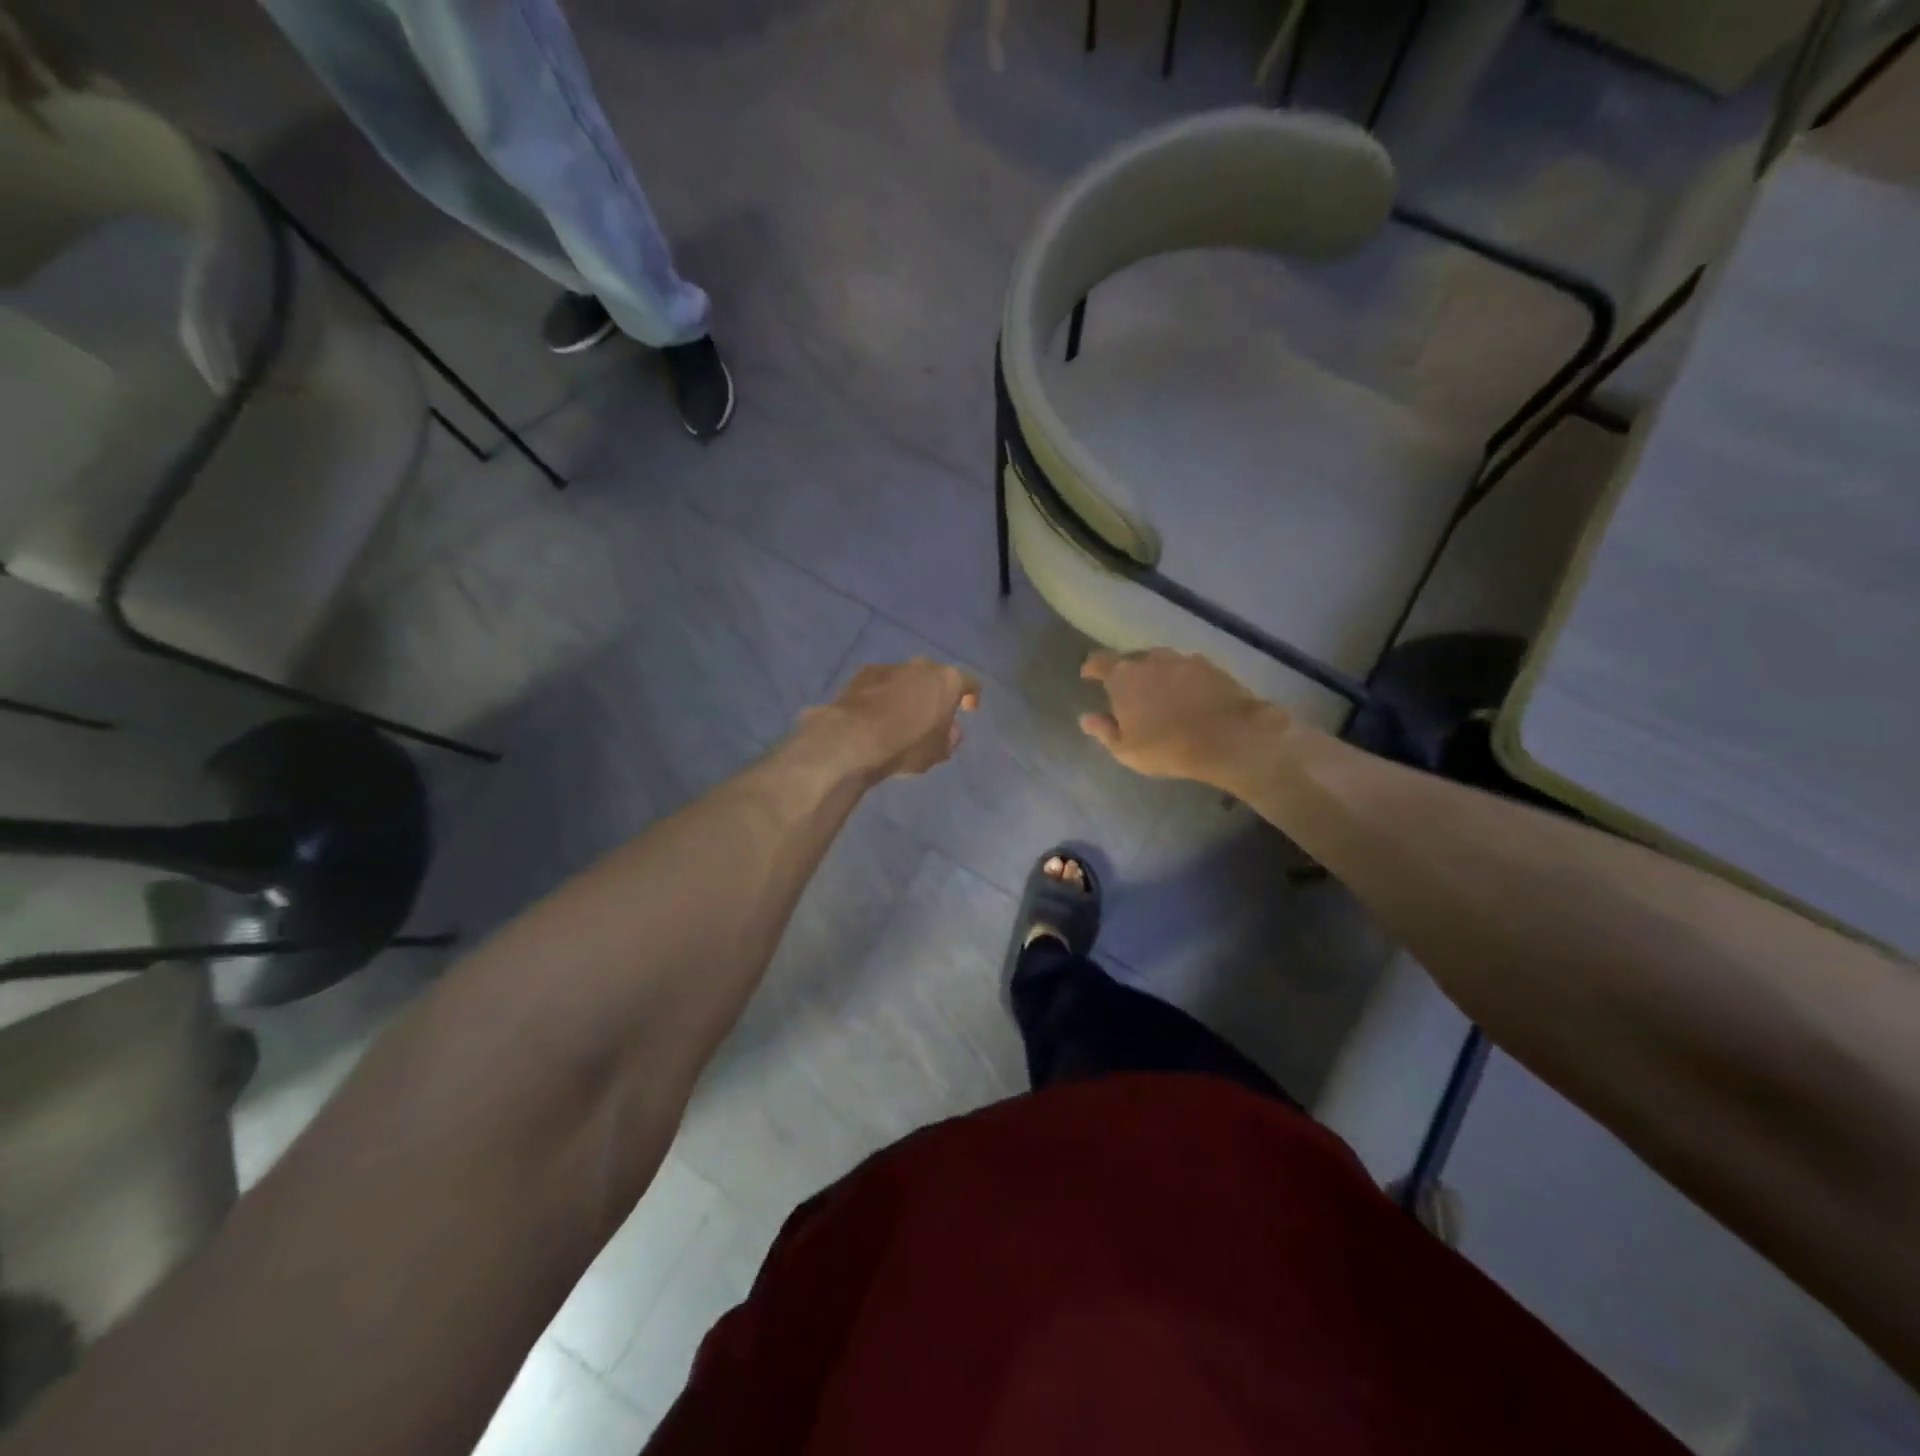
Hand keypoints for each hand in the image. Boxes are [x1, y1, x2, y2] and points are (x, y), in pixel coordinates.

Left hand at [805, 658, 979, 779]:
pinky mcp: (864, 673)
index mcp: (948, 681)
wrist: (854, 738)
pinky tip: (877, 713)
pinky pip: (882, 682)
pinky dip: (884, 694)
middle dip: (936, 693)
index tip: (968, 709)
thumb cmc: (907, 746)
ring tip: (901, 716)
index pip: (970, 683)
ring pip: (908, 677)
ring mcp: (891, 666)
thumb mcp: (938, 752)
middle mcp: (922, 666)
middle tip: (933, 714)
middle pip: (936, 677)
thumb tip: (949, 730)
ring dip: (908, 692)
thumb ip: (949, 738)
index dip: (971, 697)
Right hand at [1079, 648, 1285, 785]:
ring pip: (1161, 662)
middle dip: (1127, 673)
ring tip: (1159, 693)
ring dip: (1156, 674)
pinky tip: (1188, 696)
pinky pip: (1187, 669)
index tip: (1088, 676)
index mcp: (1123, 677)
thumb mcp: (1126, 750)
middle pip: (1132, 660)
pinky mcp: (1211, 666)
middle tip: (1128, 693)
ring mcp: (1183, 660)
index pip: (1100, 662)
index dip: (1092, 668)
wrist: (1229, 737)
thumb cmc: (1167, 747)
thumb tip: (1086, 718)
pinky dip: (1182, 679)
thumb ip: (1104, 731)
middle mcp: (1150, 660)